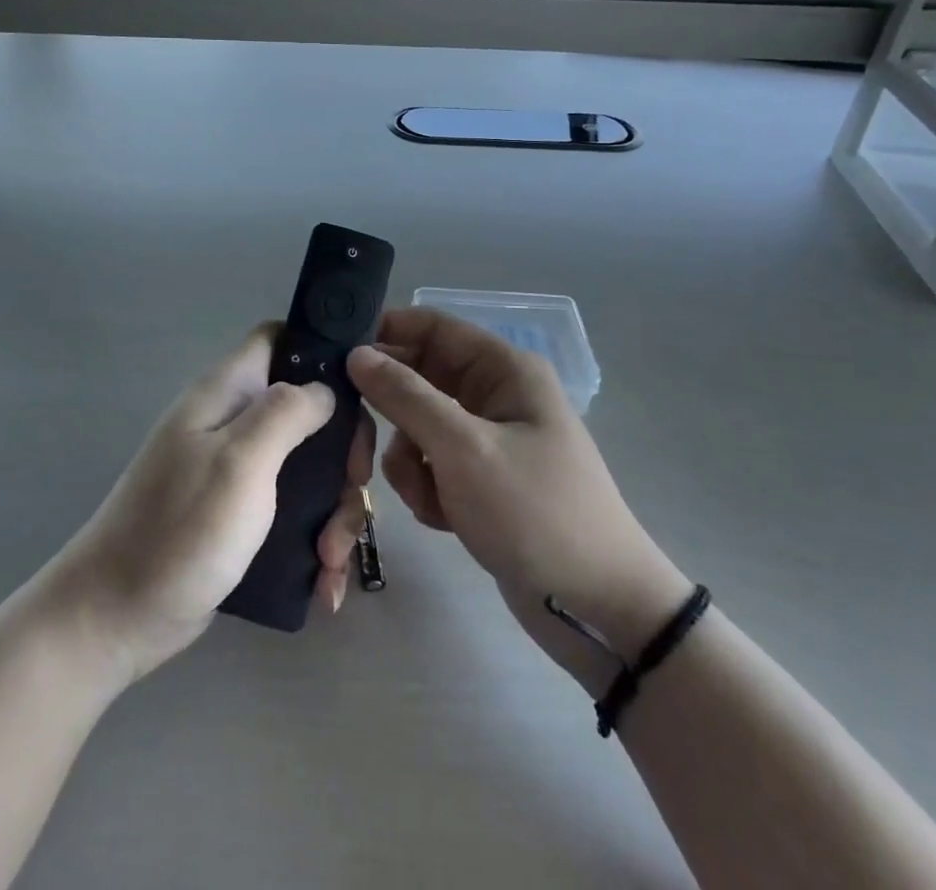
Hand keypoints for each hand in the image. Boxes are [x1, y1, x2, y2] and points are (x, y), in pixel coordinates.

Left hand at [46, 325, 374, 683]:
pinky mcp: (240, 516)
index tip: (361, 390)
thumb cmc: (180, 530)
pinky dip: (316, 540)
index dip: (321, 350)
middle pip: (308, 410)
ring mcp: (236, 471)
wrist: (116, 617)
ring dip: (334, 508)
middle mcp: (233, 423)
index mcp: (226, 393)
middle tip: (354, 488)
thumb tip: (325, 388)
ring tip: (332, 558)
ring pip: (308, 467)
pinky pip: (294, 511)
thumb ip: (286, 412)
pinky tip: (324, 580)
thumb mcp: (240, 461)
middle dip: (341, 451)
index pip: (279, 338)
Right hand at [348, 308, 689, 692]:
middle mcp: (494, 393)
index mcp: (503, 369)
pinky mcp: (481, 479)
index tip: (336, 357)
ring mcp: (488, 438)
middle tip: (357, 442)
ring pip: (417, 425)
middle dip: (390, 411)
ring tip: (426, 496)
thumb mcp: (463, 448)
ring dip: (408, 460)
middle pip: (418, 378)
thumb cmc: (535, 513)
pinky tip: (443, 518)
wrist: (599, 610)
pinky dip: (427, 487)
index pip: (431, 326)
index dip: (384, 333)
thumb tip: (356, 355)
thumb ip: (404, 396)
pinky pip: (432, 464)